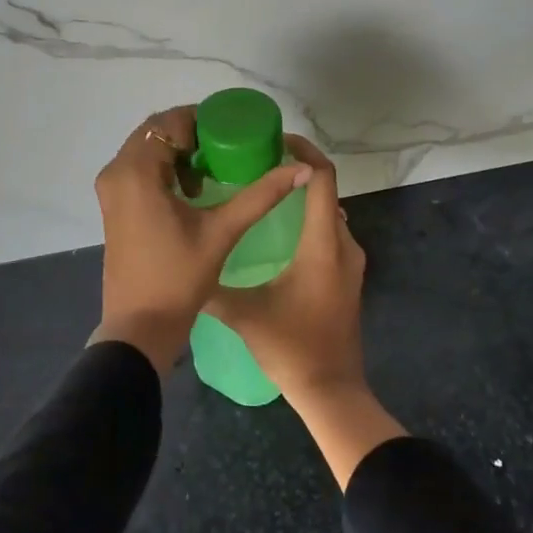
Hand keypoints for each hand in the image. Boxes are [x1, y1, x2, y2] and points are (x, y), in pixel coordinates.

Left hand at [92, 104, 310, 374]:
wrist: (140, 326)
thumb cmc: (179, 277)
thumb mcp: (223, 230)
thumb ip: (261, 195)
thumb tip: (302, 168)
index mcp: (136, 171)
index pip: (169, 122)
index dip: (202, 119)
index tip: (233, 129)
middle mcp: (116, 172)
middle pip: (156, 132)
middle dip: (192, 135)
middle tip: (228, 148)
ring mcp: (110, 189)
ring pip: (146, 150)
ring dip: (178, 153)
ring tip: (213, 171)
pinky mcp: (112, 205)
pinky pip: (139, 169)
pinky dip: (164, 169)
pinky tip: (193, 192)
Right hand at [207, 137, 403, 486]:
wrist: (332, 391)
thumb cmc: (291, 347)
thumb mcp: (244, 313)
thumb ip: (212, 287)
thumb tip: (182, 267)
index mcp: (323, 243)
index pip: (321, 178)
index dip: (303, 152)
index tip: (275, 141)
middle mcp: (344, 244)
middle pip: (326, 190)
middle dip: (297, 170)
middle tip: (258, 164)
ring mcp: (350, 262)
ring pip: (328, 213)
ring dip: (303, 197)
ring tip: (264, 192)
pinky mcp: (347, 278)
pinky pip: (331, 233)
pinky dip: (309, 220)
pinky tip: (278, 232)